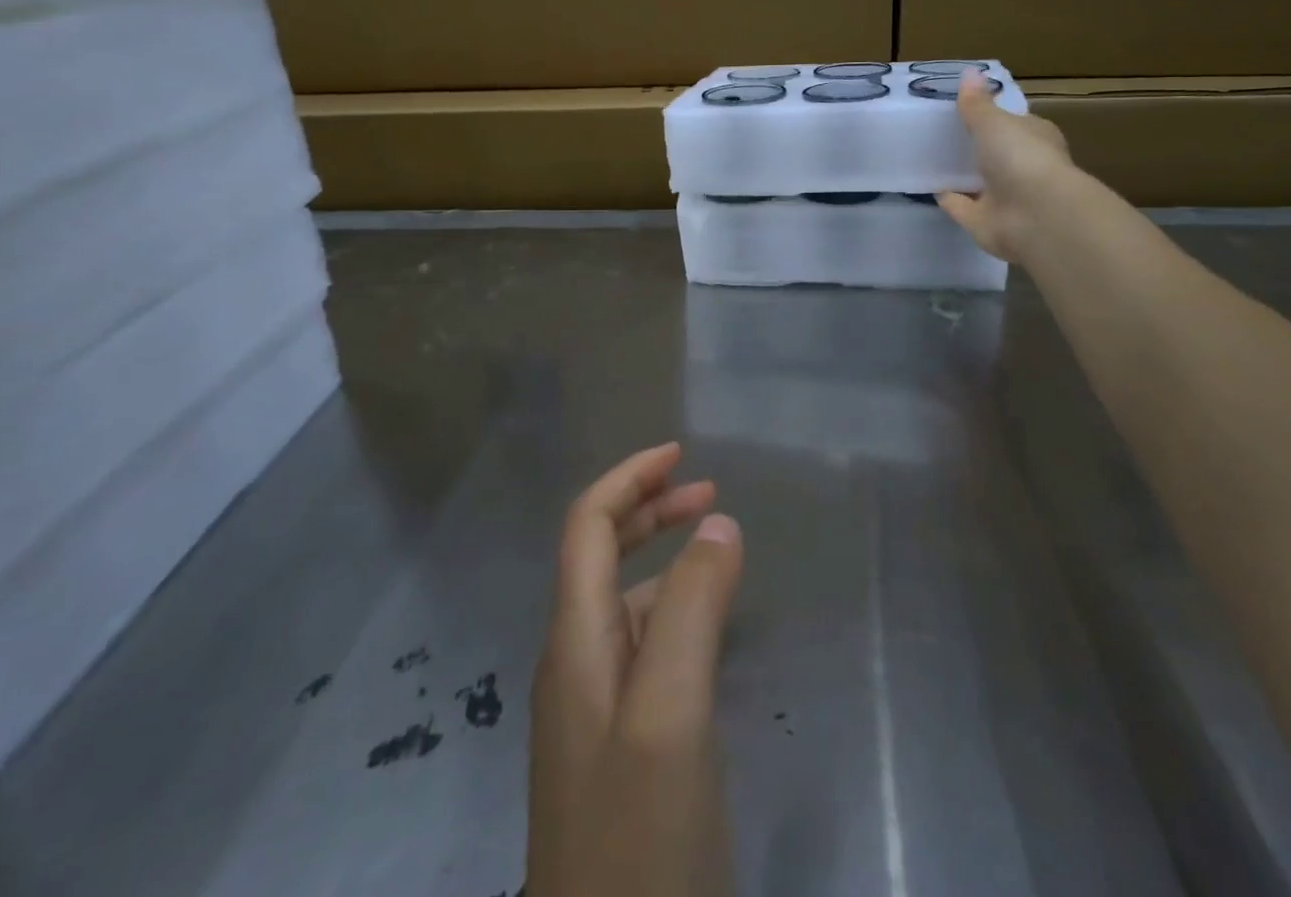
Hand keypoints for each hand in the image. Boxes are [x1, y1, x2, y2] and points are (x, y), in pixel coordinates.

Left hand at [529, 443, 743, 896]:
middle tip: (708, 491)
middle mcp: (573, 660)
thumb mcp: (671, 715)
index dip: (629, 478)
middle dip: (648, 508)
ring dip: (662, 556)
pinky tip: (704, 628)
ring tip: (716, 548)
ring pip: (621, 599)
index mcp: (574, 640)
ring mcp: (591, 706)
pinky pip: (640, 645)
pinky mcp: (615, 744)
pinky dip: (671, 608)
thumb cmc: (638, 836)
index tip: (681, 453)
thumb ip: (691, 610)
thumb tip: (717, 523)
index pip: (586, 525)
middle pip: (598, 553)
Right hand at [937, 70, 1073, 262]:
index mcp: (1035, 139)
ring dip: (961, 175)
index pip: (1016, 124)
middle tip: (941, 133)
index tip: (966, 109)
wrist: (1036, 217)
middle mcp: (1023, 168)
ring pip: (978, 182)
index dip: (995, 117)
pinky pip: (961, 206)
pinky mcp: (985, 221)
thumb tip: (969, 71)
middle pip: (996, 154)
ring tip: (930, 158)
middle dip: (975, 147)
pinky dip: (948, 198)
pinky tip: (928, 187)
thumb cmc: (1022, 158)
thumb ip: (977, 103)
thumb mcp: (994, 122)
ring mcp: (1005, 197)